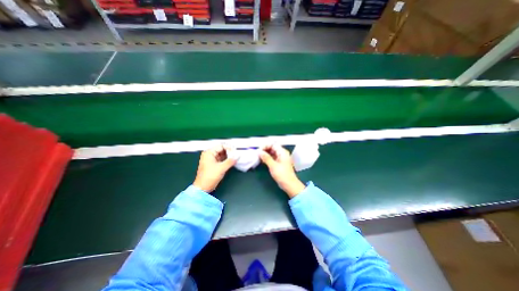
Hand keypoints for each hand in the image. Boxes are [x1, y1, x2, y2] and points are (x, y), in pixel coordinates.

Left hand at [192, 144, 235, 193]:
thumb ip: (230, 161)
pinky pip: (222, 159)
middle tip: (237, 155)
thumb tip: (238, 156)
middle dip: (229, 152)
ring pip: (222, 154)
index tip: (236, 151)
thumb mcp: (221, 168)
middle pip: (222, 150)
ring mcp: (212, 159)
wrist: (203, 188)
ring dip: (229, 156)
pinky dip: (227, 160)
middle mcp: (210, 154)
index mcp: (209, 153)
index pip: (221, 146)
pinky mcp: (214, 164)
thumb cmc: (209, 177)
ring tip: (236, 158)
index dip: (229, 148)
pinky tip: (232, 161)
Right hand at [259, 144, 305, 196]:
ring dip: (265, 154)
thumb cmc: (282, 174)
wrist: (289, 184)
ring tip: (258, 156)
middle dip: (265, 149)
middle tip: (257, 153)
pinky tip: (262, 160)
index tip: (259, 150)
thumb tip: (259, 152)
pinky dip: (267, 158)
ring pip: (272, 153)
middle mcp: (282, 154)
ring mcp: (280, 158)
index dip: (265, 146)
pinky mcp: (279, 163)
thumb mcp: (273, 166)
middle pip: (272, 148)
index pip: (273, 144)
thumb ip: (266, 158)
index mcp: (282, 152)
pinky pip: (272, 157)